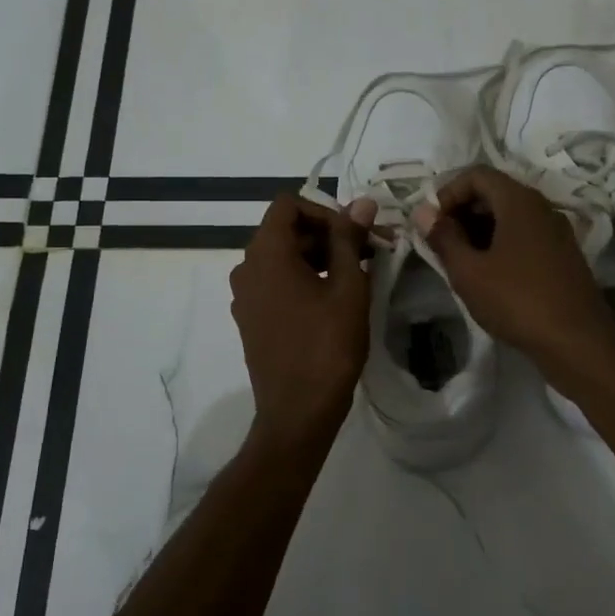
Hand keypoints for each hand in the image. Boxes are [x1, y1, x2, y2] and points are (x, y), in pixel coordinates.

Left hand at [231, 194, 377, 443]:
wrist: (298, 412)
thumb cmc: (327, 346)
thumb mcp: (347, 287)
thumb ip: (350, 239)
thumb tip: (362, 203)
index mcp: (266, 254)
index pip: (288, 205)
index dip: (325, 210)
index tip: (355, 234)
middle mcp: (247, 268)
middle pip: (286, 231)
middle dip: (328, 235)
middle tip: (369, 252)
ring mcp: (245, 295)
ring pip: (282, 257)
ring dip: (318, 257)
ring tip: (358, 275)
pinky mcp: (251, 318)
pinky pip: (276, 282)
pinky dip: (303, 279)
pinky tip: (334, 299)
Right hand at [412, 166, 614, 382]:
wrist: (578, 342)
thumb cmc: (517, 300)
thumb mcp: (469, 272)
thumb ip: (443, 238)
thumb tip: (423, 212)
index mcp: (519, 201)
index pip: (477, 174)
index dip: (448, 192)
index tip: (432, 223)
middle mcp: (541, 207)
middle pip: (494, 192)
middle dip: (462, 211)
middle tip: (441, 243)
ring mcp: (556, 231)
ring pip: (510, 215)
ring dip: (479, 230)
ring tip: (460, 262)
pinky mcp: (562, 255)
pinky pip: (524, 235)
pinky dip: (500, 244)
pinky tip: (488, 275)